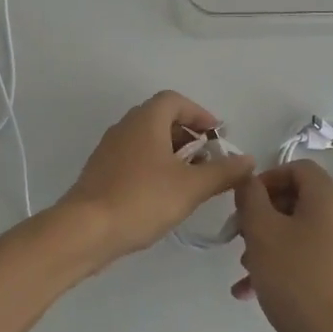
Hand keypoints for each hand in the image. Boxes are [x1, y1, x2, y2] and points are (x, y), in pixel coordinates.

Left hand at [58, 90, 253, 262]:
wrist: (84, 230)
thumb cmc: (141, 199)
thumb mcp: (191, 187)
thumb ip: (223, 172)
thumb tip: (248, 160)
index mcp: (146, 120)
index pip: (175, 100)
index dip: (199, 114)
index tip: (217, 136)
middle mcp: (125, 127)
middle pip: (161, 119)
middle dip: (188, 136)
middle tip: (208, 161)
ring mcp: (109, 149)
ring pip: (147, 141)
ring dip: (172, 154)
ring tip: (190, 181)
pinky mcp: (100, 172)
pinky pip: (134, 159)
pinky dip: (154, 168)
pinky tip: (163, 196)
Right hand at [232, 161, 332, 331]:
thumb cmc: (295, 276)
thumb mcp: (262, 231)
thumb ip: (250, 197)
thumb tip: (249, 180)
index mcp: (329, 197)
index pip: (296, 168)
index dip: (266, 178)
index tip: (243, 202)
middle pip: (296, 200)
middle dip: (262, 216)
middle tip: (239, 236)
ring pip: (297, 231)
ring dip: (266, 243)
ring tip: (243, 267)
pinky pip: (305, 257)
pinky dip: (280, 265)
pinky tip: (249, 290)